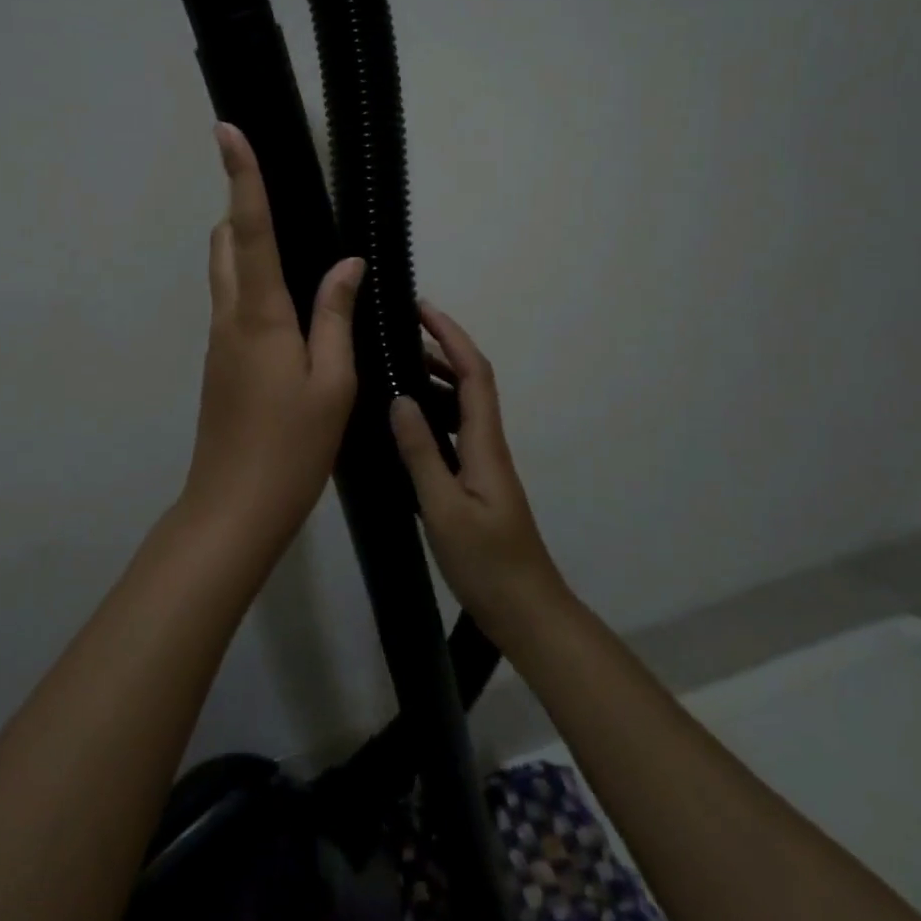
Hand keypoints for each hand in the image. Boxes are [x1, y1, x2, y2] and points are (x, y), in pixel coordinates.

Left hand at [179, 123, 363, 554]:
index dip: (242, 176)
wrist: (233, 507)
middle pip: (226, 243)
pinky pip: (233, 303)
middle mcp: (229, 316)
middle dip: (243, 207)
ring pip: (225, 272)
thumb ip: (336, 316)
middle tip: (279, 194)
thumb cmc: (291, 447)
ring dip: (247, 245)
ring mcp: (219, 341)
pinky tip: (290, 305)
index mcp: (260, 314)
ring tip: (292, 244)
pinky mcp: (219, 362)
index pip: (251, 229)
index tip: (228, 129)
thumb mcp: (333, 382)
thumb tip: (346, 264)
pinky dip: (253, 283)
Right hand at [389, 303, 567, 640]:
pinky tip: (406, 423)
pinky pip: (454, 431)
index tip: (421, 308)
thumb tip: (400, 398)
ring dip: (435, 378)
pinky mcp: (476, 482)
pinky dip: (432, 412)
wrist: (526, 612)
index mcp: (485, 443)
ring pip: (462, 406)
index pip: (474, 373)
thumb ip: (421, 453)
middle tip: (397, 333)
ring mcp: (484, 464)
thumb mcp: (444, 508)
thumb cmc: (487, 562)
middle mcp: (488, 444)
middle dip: (440, 348)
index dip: (451, 335)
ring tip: (394, 367)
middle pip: (470, 381)